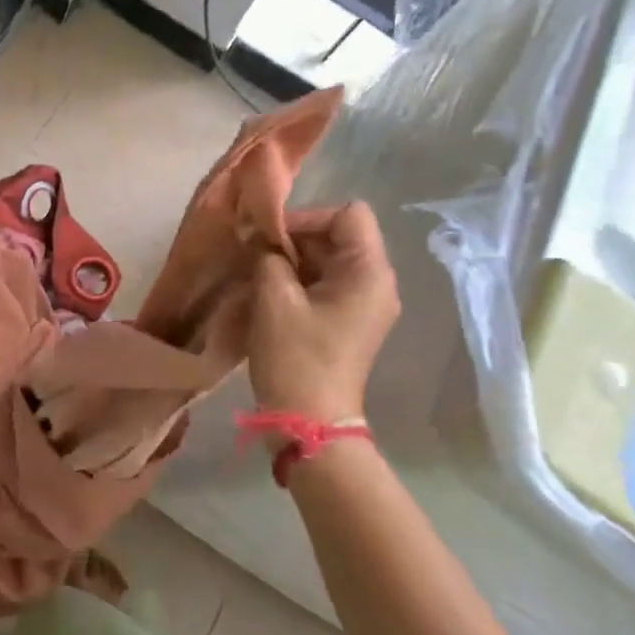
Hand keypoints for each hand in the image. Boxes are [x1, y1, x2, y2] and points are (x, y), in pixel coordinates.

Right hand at [248, 201, 400, 420]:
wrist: (310, 421)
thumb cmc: (295, 356)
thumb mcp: (273, 297)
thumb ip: (267, 255)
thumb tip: (263, 239)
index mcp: (369, 271)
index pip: (347, 214)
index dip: (307, 217)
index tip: (270, 238)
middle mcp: (377, 282)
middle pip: (339, 235)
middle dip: (296, 240)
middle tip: (257, 255)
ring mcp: (366, 304)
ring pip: (330, 260)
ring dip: (294, 261)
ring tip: (259, 274)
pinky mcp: (351, 321)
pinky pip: (327, 283)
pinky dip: (300, 281)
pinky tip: (271, 295)